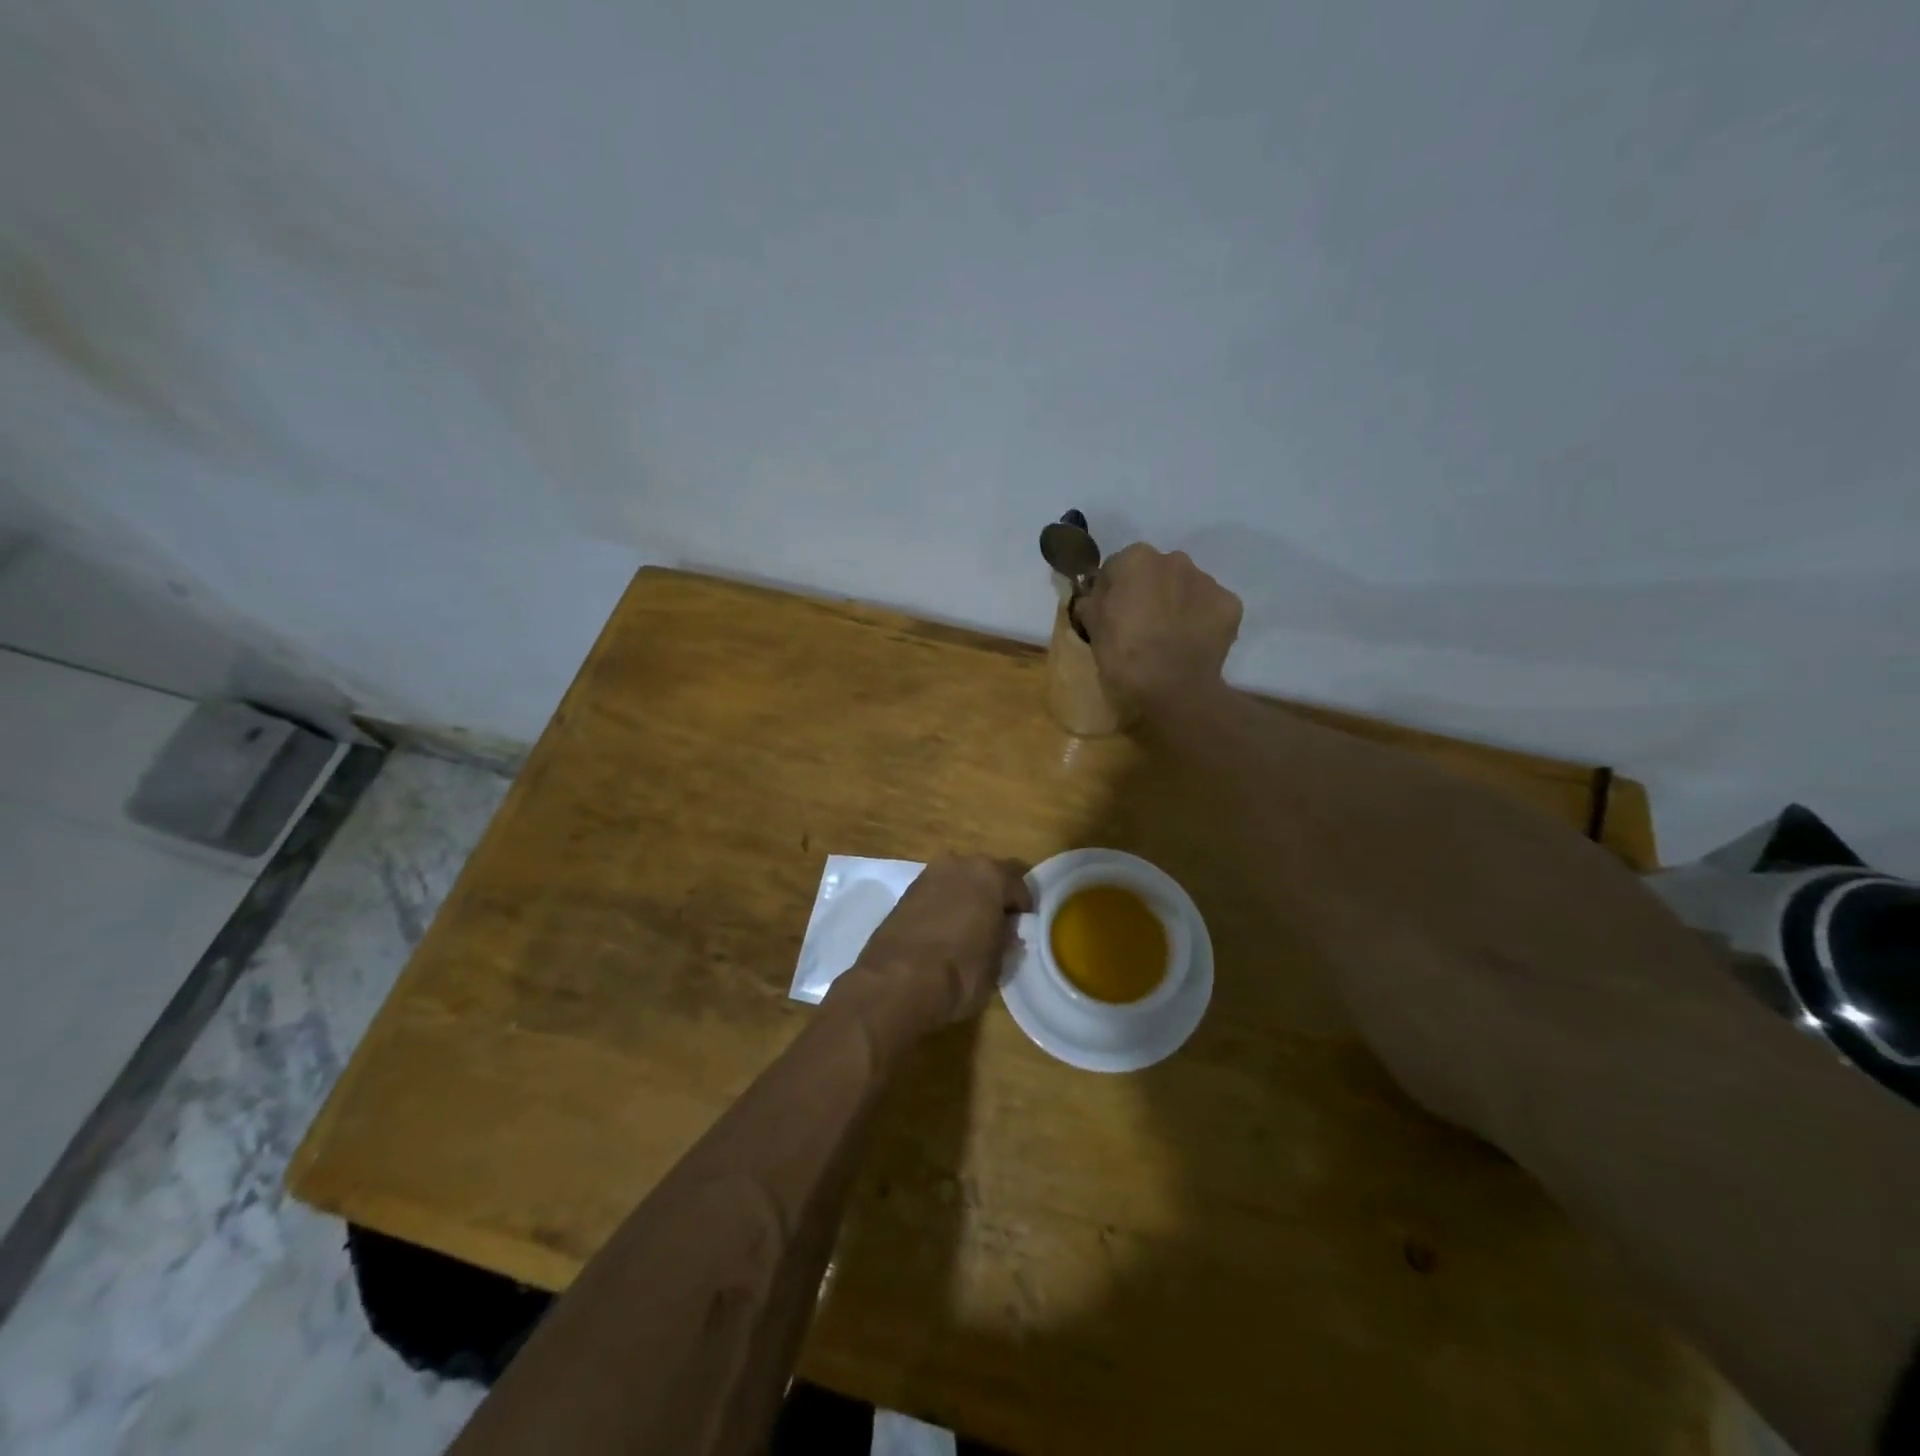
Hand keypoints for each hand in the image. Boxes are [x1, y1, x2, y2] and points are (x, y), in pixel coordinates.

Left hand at [843, 855, 1032, 1032]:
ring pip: (958, 881)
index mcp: (990, 874)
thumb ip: (1006, 941)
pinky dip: (943, 906)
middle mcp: (959, 863)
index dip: (1023, 907)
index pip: (1019, 883)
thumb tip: (1008, 934)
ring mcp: (928, 875)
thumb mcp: (997, 963)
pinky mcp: (905, 892)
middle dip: (993, 896)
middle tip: (997, 926)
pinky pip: (936, 893)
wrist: (896, 982)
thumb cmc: (960, 971)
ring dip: (966, 898)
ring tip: (968, 930)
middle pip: (986, 875)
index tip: (1023, 928)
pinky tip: (943, 933)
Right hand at [1078, 544, 1242, 709]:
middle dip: (1149, 591)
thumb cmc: (1124, 658)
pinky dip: (1201, 620)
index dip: (1113, 591)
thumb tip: (1093, 596)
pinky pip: (1209, 607)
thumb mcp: (1093, 630)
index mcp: (1136, 560)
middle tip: (1141, 625)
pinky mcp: (1231, 604)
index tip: (1112, 614)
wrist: (1174, 691)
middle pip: (1156, 572)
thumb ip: (1092, 603)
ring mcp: (1207, 580)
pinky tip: (1192, 643)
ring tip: (1170, 637)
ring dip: (1177, 603)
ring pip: (1186, 587)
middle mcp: (1174, 559)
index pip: (1117, 567)